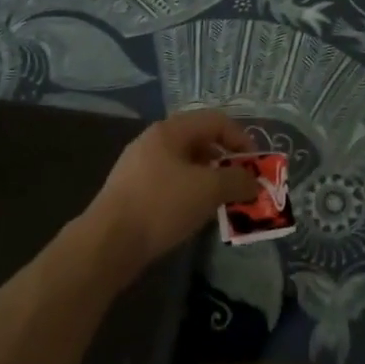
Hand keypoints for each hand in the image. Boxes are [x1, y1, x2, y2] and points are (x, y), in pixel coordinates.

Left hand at [83, 110, 258, 272]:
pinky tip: (194, 215)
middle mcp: (154, 140)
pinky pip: (170, 183)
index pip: (216, 121)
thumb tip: (255, 182)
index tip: (256, 166)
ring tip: (222, 203)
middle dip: (226, 163)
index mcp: (171, 130)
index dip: (241, 139)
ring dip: (209, 180)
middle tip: (241, 186)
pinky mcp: (132, 190)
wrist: (108, 242)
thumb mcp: (208, 190)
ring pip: (185, 165)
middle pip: (200, 141)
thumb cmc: (161, 205)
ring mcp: (139, 165)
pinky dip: (189, 193)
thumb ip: (237, 181)